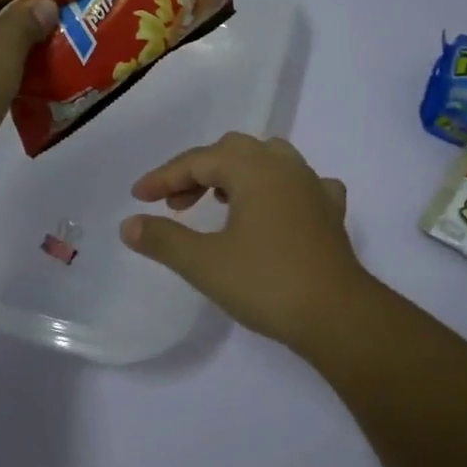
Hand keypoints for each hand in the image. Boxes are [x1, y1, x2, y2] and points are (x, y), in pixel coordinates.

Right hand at [121, 133, 374, 349]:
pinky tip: (275, 211)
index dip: (165, 177)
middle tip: (176, 205)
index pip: (199, 161)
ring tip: (220, 203)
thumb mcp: (204, 263)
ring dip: (238, 175)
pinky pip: (300, 185)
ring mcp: (313, 186)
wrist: (337, 315)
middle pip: (233, 151)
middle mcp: (285, 166)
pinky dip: (278, 190)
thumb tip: (129, 224)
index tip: (139, 198)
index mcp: (253, 169)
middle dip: (199, 172)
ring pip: (269, 160)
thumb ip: (163, 239)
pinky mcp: (331, 212)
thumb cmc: (266, 283)